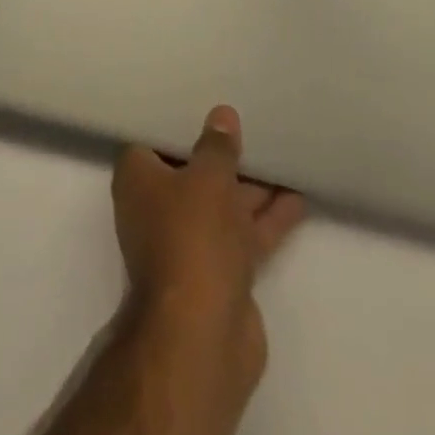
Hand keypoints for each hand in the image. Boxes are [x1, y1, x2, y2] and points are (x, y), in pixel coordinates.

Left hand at [111, 107, 305, 426]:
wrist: (203, 334)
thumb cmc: (192, 237)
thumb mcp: (208, 179)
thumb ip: (217, 146)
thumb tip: (221, 115)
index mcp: (138, 179)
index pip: (153, 139)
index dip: (176, 121)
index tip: (201, 100)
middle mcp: (157, 208)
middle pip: (191, 170)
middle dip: (219, 153)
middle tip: (250, 120)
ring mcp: (189, 242)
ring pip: (221, 203)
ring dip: (250, 184)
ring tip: (281, 151)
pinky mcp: (219, 271)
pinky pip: (242, 233)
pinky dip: (266, 218)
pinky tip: (297, 196)